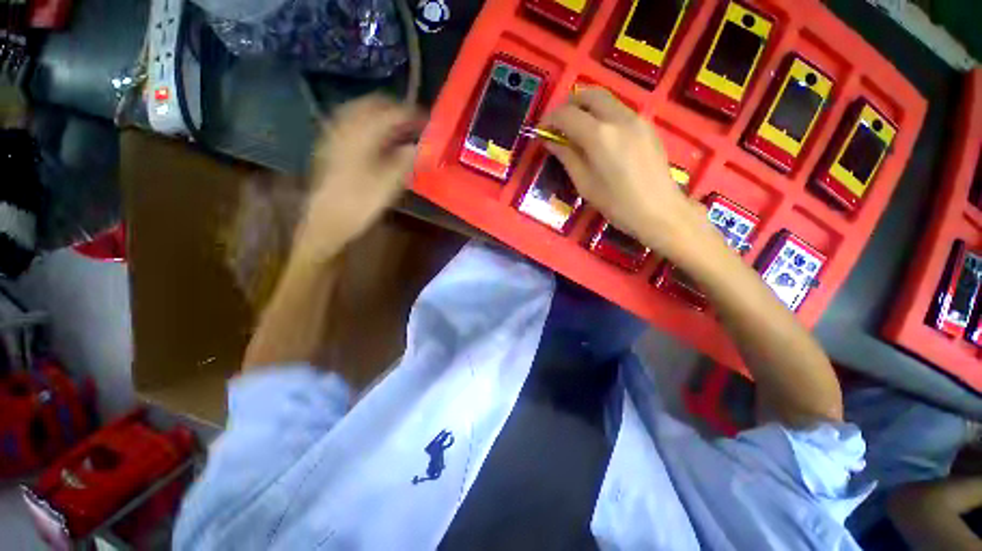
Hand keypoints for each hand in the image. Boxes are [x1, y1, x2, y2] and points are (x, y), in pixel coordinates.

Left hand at [294, 95, 423, 260]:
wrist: (327, 220)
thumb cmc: (360, 203)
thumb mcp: (389, 183)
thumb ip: (406, 160)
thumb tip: (421, 145)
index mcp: (361, 133)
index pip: (391, 112)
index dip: (412, 114)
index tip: (428, 123)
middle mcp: (345, 126)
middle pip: (373, 103)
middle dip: (396, 110)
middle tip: (415, 123)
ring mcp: (334, 133)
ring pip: (361, 111)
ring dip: (382, 115)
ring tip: (400, 129)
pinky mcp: (331, 144)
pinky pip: (352, 122)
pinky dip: (370, 124)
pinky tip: (379, 138)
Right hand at [541, 88, 704, 254]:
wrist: (659, 210)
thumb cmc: (616, 204)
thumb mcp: (584, 183)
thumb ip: (567, 157)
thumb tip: (550, 140)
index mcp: (599, 135)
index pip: (567, 114)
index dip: (550, 119)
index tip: (542, 130)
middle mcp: (619, 118)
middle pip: (589, 95)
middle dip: (569, 105)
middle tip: (559, 124)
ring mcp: (637, 119)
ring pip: (606, 100)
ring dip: (587, 108)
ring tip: (577, 131)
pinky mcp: (647, 126)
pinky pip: (620, 110)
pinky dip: (603, 116)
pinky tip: (600, 138)